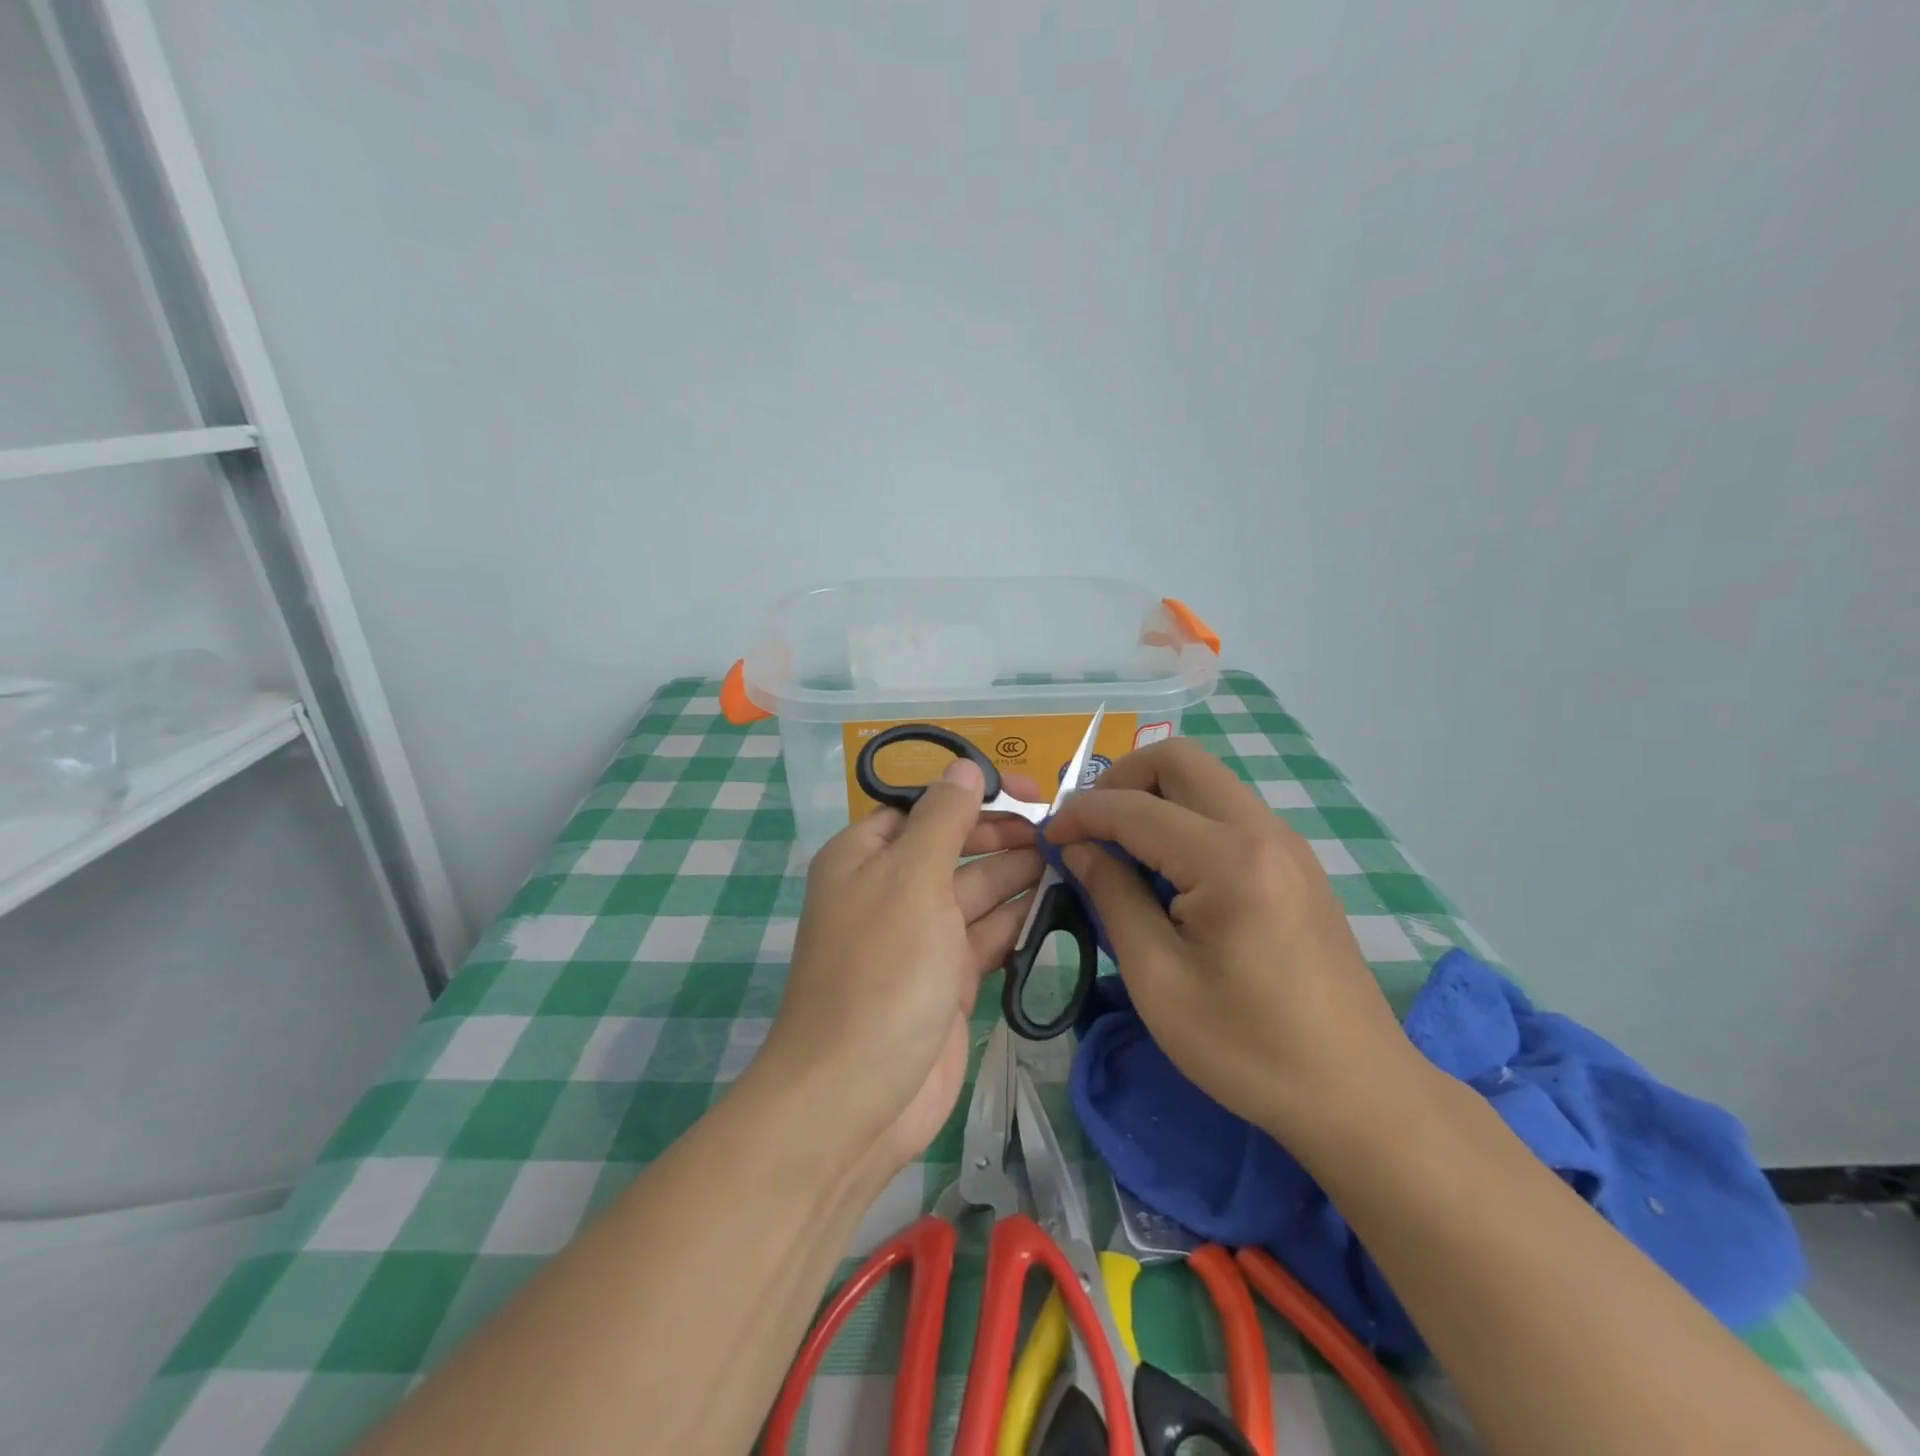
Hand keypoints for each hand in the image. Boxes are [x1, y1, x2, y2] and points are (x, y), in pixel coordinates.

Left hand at [760, 760, 1043, 1180]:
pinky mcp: (946, 979)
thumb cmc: (881, 971)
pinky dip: (1017, 920)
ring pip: (976, 890)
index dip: (973, 792)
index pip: (925, 806)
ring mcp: (920, 936)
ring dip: (1018, 874)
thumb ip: (943, 818)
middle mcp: (891, 889)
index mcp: (866, 855)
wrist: (856, 1095)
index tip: (1027, 790)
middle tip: (1059, 832)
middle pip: (955, 845)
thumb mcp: (911, 878)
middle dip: (1002, 835)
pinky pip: (986, 935)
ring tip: (1071, 860)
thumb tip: (964, 766)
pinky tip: (1058, 904)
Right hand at [1044, 738, 1416, 1145]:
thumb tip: (1078, 848)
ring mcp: (1287, 843)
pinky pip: (1228, 811)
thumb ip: (1113, 896)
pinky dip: (1185, 818)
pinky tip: (1168, 871)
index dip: (1080, 815)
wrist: (1358, 1094)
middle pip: (1179, 759)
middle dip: (1121, 781)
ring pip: (1206, 780)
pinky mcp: (1296, 863)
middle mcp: (1264, 831)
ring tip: (1121, 850)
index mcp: (1229, 859)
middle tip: (1089, 829)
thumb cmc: (1248, 1048)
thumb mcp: (1158, 979)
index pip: (1135, 807)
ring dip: (1154, 797)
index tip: (1048, 838)